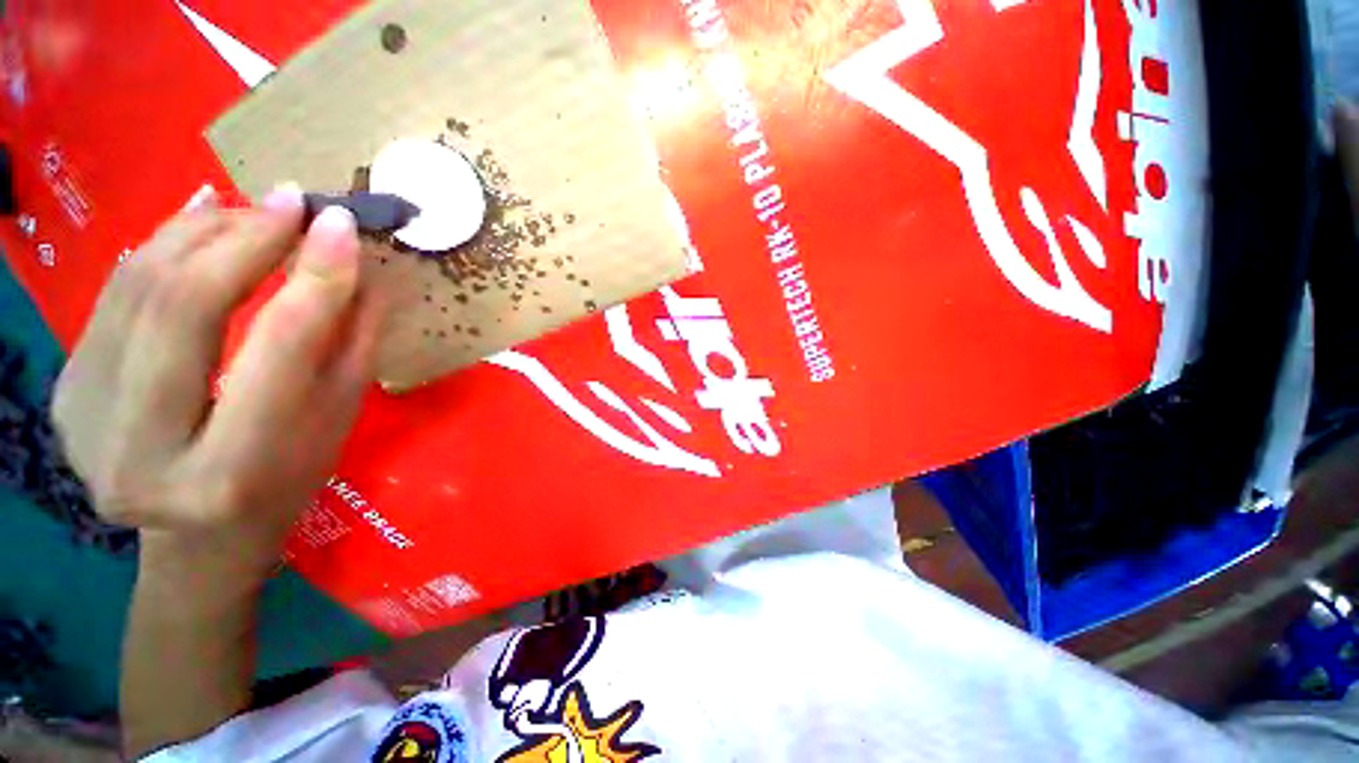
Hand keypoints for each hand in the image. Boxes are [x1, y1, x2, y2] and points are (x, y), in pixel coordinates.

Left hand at [52, 185, 380, 580]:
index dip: (313, 277)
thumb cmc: (288, 481)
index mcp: (229, 473)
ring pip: (138, 289)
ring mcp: (84, 421)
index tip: (341, 223)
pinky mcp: (65, 394)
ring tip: (252, 209)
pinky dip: (160, 247)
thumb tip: (357, 266)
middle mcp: (139, 453)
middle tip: (293, 201)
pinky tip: (200, 221)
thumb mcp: (336, 420)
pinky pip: (113, 297)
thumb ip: (350, 345)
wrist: (198, 535)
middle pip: (183, 307)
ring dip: (202, 233)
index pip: (277, 348)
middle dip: (245, 238)